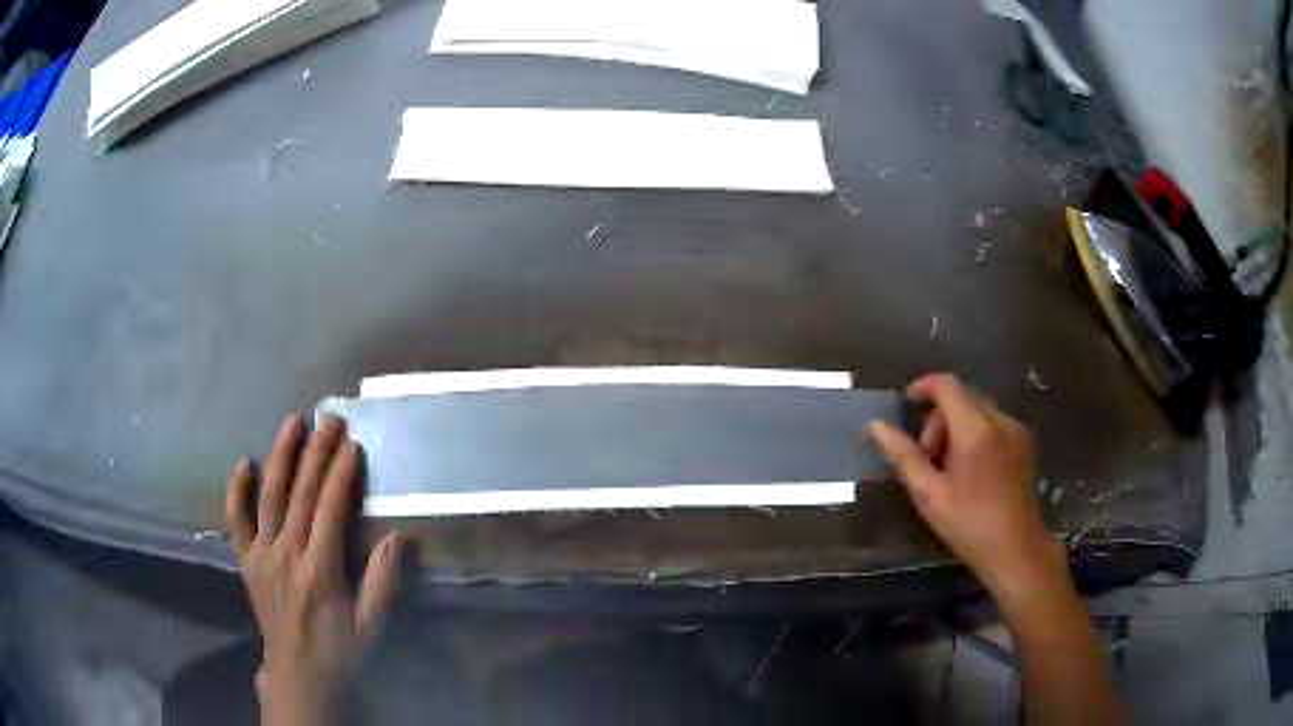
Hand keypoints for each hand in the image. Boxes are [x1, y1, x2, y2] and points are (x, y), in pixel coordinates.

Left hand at [225, 414, 403, 725]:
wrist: (298, 672)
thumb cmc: (340, 648)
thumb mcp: (372, 624)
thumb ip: (383, 581)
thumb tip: (399, 537)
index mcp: (320, 569)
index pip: (330, 510)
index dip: (342, 475)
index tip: (353, 444)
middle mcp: (287, 553)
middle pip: (301, 493)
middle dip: (317, 452)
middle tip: (330, 419)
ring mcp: (262, 554)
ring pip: (269, 496)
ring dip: (280, 457)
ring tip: (292, 423)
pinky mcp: (246, 559)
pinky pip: (235, 520)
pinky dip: (237, 490)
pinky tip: (244, 462)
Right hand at [868, 374, 1063, 602]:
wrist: (1016, 549)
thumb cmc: (969, 525)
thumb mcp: (929, 495)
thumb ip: (903, 456)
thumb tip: (876, 426)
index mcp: (975, 430)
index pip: (947, 385)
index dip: (923, 387)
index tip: (907, 404)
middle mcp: (999, 420)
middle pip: (962, 398)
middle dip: (939, 420)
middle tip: (928, 459)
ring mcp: (1016, 430)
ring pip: (978, 411)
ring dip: (958, 428)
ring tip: (950, 469)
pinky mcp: (1025, 443)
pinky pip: (994, 424)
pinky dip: (977, 435)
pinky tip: (973, 472)